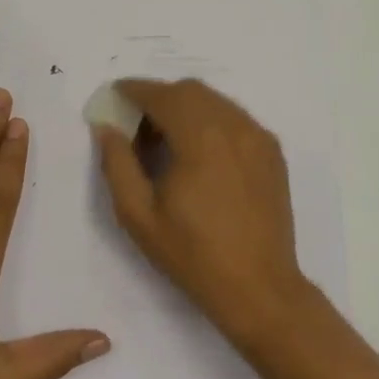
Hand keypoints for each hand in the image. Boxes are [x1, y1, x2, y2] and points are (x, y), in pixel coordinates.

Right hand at [93, 78, 314, 353]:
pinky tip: (198, 152)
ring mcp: (258, 137)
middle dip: (159, 97)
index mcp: (200, 138)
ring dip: (185, 107)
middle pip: (190, 90)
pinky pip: (235, 118)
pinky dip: (211, 120)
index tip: (115, 95)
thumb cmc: (192, 254)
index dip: (135, 90)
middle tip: (136, 124)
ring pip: (215, 101)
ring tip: (166, 140)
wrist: (258, 287)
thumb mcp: (138, 214)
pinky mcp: (272, 152)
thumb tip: (106, 127)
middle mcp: (234, 126)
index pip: (162, 95)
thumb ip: (117, 163)